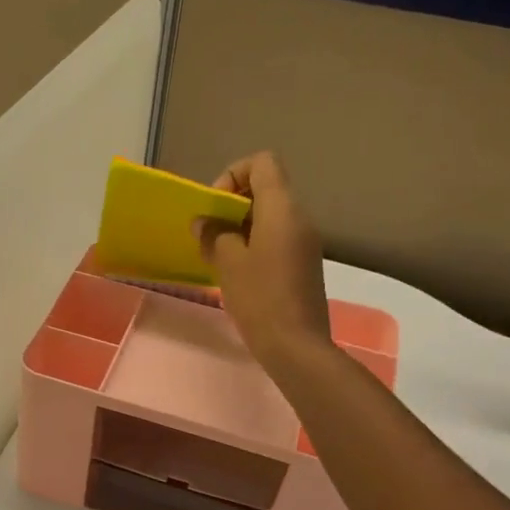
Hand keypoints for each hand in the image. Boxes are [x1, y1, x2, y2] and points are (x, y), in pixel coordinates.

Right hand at [196, 152, 331, 366]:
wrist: (297, 346)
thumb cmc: (260, 298)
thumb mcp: (228, 263)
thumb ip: (213, 235)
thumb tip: (204, 223)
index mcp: (282, 209)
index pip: (262, 163)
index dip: (234, 174)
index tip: (216, 206)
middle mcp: (299, 218)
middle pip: (266, 188)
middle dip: (233, 203)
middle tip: (211, 232)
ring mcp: (306, 242)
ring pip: (271, 215)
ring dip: (241, 226)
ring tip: (219, 254)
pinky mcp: (305, 264)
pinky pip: (278, 238)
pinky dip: (255, 243)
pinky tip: (238, 272)